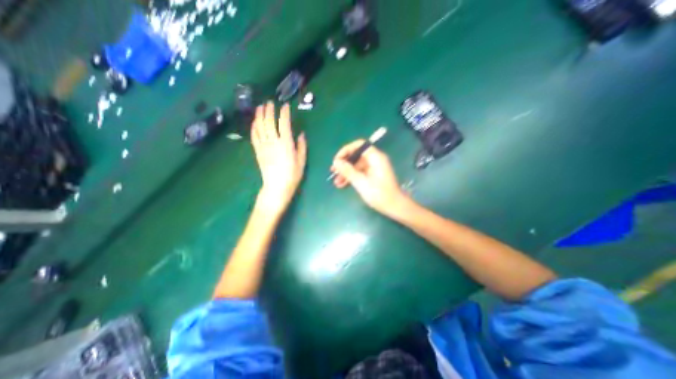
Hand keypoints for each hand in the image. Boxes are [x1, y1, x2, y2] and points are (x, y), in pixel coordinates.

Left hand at [252, 102, 308, 215]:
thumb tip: (301, 134)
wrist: (277, 187)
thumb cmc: (292, 175)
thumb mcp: (302, 161)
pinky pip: (254, 136)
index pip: (284, 124)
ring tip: (260, 107)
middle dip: (269, 110)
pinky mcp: (258, 151)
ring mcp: (264, 146)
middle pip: (269, 122)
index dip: (284, 113)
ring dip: (259, 115)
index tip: (285, 106)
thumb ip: (302, 146)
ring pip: (260, 127)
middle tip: (270, 102)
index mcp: (286, 144)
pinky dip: (254, 127)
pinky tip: (254, 122)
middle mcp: (273, 142)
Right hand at [331, 139, 405, 216]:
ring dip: (346, 173)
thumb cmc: (379, 194)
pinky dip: (352, 177)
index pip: (359, 145)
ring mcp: (374, 168)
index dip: (346, 150)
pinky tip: (342, 185)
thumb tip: (336, 162)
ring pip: (357, 166)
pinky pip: (360, 173)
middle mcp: (375, 160)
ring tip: (336, 182)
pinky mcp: (373, 176)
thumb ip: (348, 171)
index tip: (337, 160)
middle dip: (344, 164)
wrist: (395, 207)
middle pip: (357, 156)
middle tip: (333, 171)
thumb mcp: (361, 183)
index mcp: (375, 157)